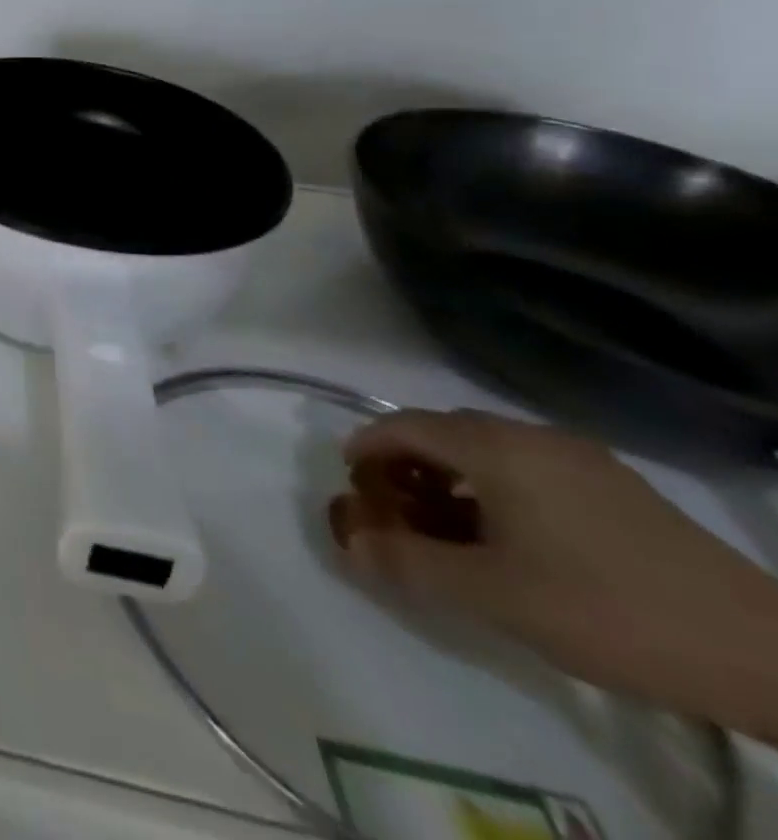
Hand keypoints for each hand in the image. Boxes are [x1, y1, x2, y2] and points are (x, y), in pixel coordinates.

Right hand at [330, 410, 777, 735]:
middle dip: (406, 462)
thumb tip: (348, 544)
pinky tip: (513, 536)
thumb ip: (409, 565)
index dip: (365, 447)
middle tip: (395, 506)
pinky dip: (496, 485)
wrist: (771, 657)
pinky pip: (529, 466)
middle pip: (444, 430)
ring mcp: (581, 457)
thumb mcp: (493, 597)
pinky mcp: (617, 486)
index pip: (402, 425)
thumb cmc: (606, 611)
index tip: (350, 482)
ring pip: (488, 448)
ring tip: (450, 526)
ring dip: (452, 475)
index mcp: (494, 447)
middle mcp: (531, 436)